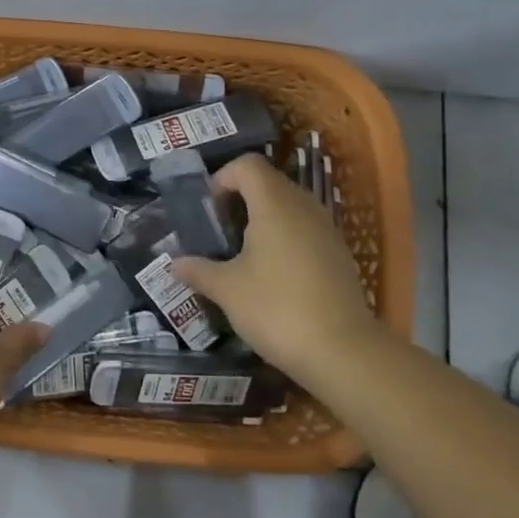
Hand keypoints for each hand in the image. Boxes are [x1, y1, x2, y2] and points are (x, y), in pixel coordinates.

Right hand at [171, 154, 386, 387]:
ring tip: (243, 252)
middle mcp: (304, 207)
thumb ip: (198, 270)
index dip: (223, 177)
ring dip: (264, 218)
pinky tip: (273, 274)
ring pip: (290, 206)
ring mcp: (327, 230)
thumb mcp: (227, 290)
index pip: (248, 165)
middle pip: (269, 182)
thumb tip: (175, 263)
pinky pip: (306, 229)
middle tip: (220, 230)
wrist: (343, 352)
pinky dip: (285, 238)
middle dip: (241, 198)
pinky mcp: (339, 255)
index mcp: (274, 205)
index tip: (209, 209)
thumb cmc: (276, 309)